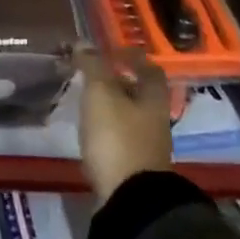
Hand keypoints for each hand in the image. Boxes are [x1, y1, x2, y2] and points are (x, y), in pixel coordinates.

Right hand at [75, 46, 172, 198]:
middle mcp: (156, 118)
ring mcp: (146, 142)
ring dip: (111, 102)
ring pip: (129, 112)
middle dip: (118, 80)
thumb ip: (92, 66)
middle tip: (91, 71)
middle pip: (140, 91)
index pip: (148, 68)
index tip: (109, 50)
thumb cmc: (117, 137)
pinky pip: (120, 133)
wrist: (129, 196)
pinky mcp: (133, 162)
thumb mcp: (101, 94)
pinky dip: (106, 124)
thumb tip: (83, 43)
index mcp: (154, 97)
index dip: (130, 56)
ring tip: (85, 96)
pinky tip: (89, 126)